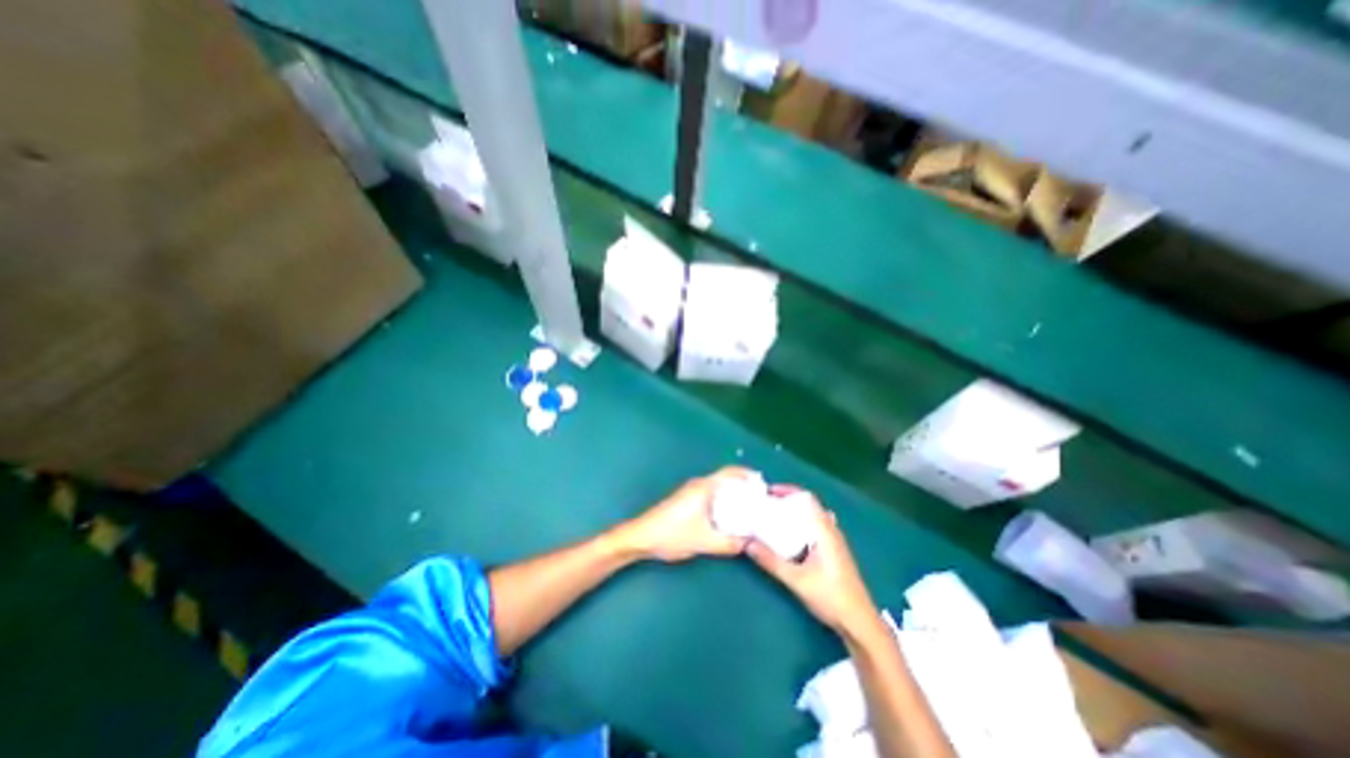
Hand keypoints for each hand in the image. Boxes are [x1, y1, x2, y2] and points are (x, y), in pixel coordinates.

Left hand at [617, 467, 753, 561]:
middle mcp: (698, 484)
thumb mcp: (704, 541)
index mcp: (704, 487)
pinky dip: (723, 499)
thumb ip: (729, 543)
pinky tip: (727, 515)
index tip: (763, 484)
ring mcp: (690, 491)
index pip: (730, 472)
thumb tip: (749, 543)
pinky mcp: (685, 500)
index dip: (747, 475)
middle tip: (759, 499)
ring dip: (732, 493)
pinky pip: (710, 493)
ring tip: (748, 508)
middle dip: (743, 485)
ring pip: (717, 486)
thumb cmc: (672, 534)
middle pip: (725, 478)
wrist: (641, 537)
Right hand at [743, 489, 881, 635]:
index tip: (767, 492)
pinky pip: (813, 529)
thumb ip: (771, 561)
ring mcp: (834, 541)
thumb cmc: (831, 597)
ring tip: (772, 517)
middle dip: (786, 502)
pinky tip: (787, 537)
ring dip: (793, 514)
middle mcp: (831, 531)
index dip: (788, 491)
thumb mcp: (796, 580)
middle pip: (808, 506)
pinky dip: (799, 525)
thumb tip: (746, 544)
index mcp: (825, 531)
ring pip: (811, 518)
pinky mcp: (833, 552)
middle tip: (765, 505)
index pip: (807, 498)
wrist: (859, 623)